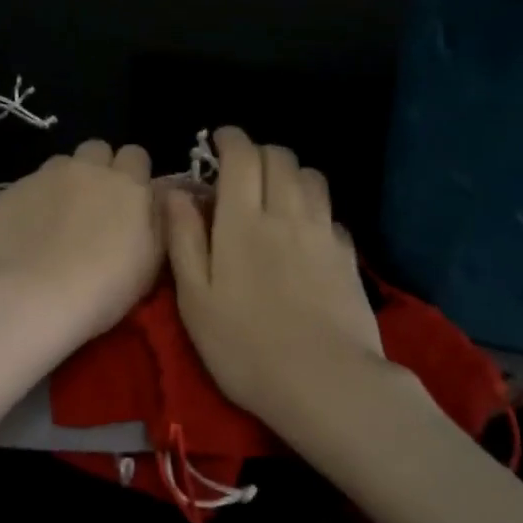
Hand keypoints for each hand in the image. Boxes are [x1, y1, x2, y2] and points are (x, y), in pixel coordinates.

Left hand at [0, 140, 159, 355]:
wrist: (31, 296)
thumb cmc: (103, 287)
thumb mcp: (151, 262)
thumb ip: (159, 220)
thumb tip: (160, 195)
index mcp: (127, 184)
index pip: (136, 155)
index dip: (134, 175)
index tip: (130, 200)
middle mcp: (87, 169)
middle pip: (97, 150)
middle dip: (99, 168)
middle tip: (95, 205)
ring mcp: (46, 176)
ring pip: (61, 163)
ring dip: (66, 181)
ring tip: (59, 218)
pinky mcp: (13, 191)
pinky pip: (30, 185)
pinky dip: (35, 201)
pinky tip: (30, 231)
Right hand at [166, 127, 383, 432]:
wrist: (324, 382)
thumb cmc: (244, 347)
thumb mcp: (195, 299)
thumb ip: (184, 240)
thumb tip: (174, 192)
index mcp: (242, 222)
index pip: (242, 157)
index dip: (230, 139)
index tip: (219, 140)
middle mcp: (286, 214)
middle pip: (280, 158)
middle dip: (259, 152)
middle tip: (241, 170)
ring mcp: (322, 234)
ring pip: (311, 178)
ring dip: (290, 173)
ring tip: (274, 192)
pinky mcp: (347, 257)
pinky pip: (331, 213)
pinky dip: (314, 208)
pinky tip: (305, 231)